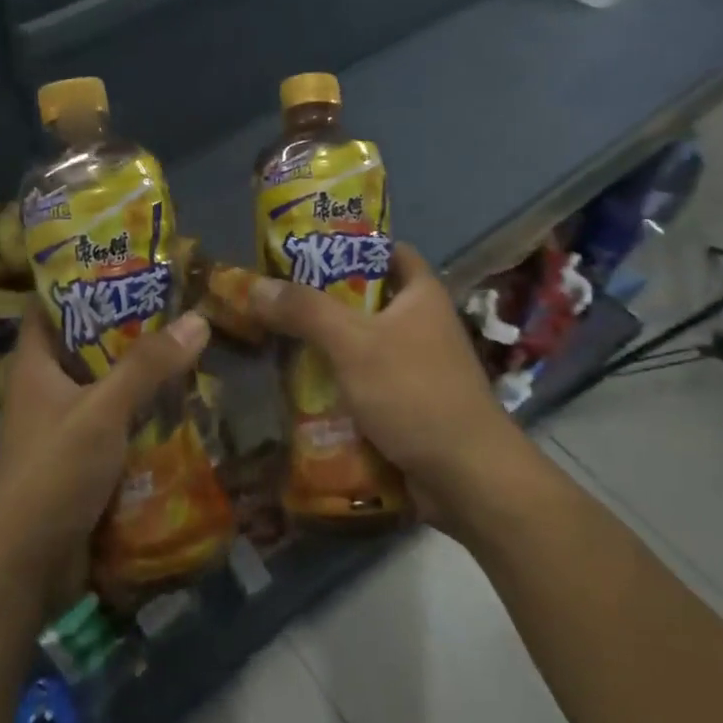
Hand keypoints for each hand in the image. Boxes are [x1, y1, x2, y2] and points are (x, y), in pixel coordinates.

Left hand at [0, 307, 210, 610]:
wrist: (22, 570)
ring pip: (108, 389)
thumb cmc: (51, 474)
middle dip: (129, 329)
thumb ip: (147, 367)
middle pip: (87, 347)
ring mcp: (64, 429)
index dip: (81, 281)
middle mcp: (46, 391)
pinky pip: (118, 428)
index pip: (50, 307)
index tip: (127, 263)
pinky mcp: (82, 464)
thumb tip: (197, 317)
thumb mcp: (101, 412)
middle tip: (180, 304)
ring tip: (193, 348)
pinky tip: (185, 405)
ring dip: (143, 376)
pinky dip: (145, 417)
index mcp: (34, 366)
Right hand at [249, 243, 525, 534]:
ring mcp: (415, 366)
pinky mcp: (407, 403)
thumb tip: (256, 286)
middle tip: (275, 299)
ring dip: (325, 346)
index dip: (348, 246)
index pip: (386, 252)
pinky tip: (299, 386)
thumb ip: (305, 311)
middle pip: (365, 300)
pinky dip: (336, 382)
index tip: (304, 251)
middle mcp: (421, 324)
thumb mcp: (353, 344)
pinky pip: (364, 382)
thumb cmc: (414, 392)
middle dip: (322, 301)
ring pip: (361, 344)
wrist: (467, 477)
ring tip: (275, 340)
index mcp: (420, 295)